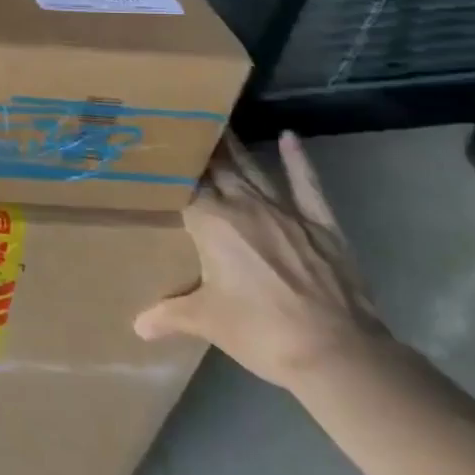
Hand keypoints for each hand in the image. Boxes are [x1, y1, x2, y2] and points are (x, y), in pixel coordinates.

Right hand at [133, 132, 385, 389]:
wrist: (337, 354)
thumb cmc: (261, 331)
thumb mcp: (206, 323)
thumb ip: (168, 315)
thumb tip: (137, 327)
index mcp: (209, 222)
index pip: (183, 183)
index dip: (168, 165)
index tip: (154, 146)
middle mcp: (244, 206)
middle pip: (216, 168)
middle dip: (199, 146)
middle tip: (182, 121)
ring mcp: (285, 213)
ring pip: (253, 170)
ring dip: (235, 147)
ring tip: (218, 121)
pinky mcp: (321, 226)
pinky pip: (307, 187)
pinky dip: (298, 162)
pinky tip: (289, 137)